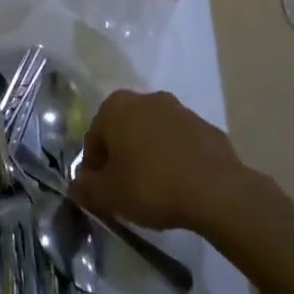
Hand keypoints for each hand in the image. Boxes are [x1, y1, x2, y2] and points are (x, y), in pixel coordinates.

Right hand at [70, 89, 245, 231]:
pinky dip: (176, 160)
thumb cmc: (151, 185)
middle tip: (125, 190)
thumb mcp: (108, 195)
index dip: (93, 169)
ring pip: (153, 135)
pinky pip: (181, 144)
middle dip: (121, 158)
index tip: (100, 193)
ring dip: (149, 156)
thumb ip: (85, 189)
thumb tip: (76, 186)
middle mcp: (146, 98)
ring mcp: (180, 110)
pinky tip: (181, 186)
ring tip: (155, 190)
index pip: (93, 139)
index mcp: (115, 107)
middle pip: (123, 131)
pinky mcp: (206, 127)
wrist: (216, 191)